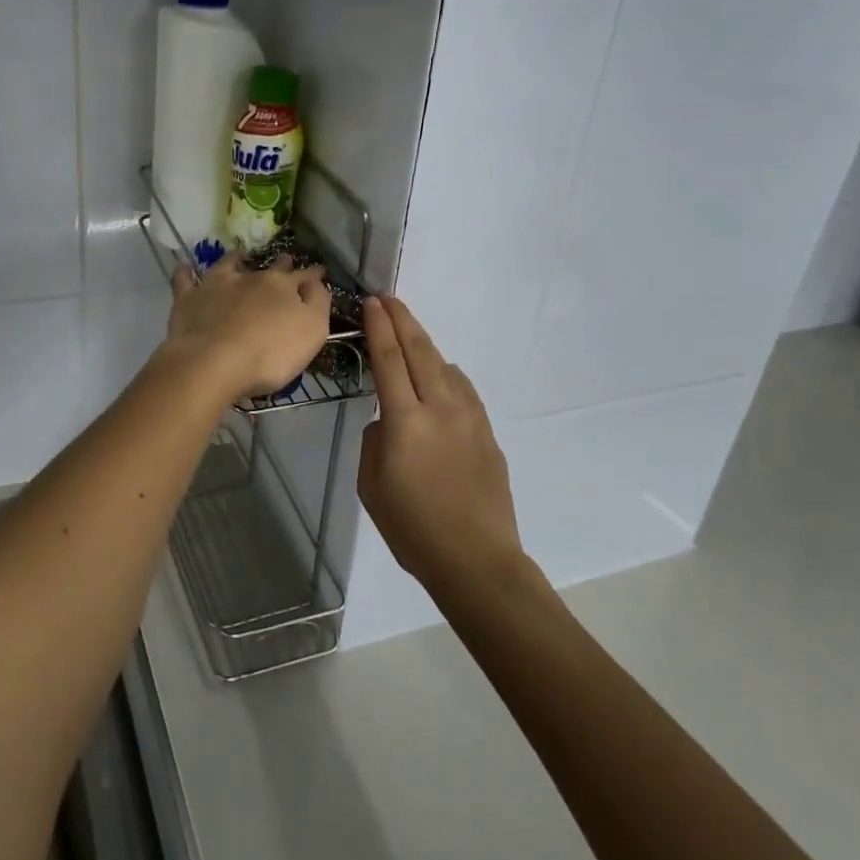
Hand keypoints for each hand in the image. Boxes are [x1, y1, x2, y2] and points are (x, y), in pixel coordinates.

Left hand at [163, 253, 330, 401]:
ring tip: (240, 254)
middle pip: (270, 268)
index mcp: (283, 287)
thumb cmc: (269, 354)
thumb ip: (317, 303)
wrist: (213, 362)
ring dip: (237, 258)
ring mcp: (217, 285)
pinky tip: (185, 266)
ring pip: (229, 264)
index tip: (319, 271)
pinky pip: (185, 279)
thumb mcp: (312, 331)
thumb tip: (315, 283)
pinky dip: (186, 272)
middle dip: (281, 264)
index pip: (304, 276)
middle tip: (284, 261)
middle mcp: (251, 278)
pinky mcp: (189, 299)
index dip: (313, 274)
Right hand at [359, 296, 522, 591]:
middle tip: (388, 298)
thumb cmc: (413, 528)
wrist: (477, 561)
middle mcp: (440, 408)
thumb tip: (388, 421)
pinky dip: (445, 371)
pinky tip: (440, 375)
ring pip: (445, 365)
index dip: (379, 327)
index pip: (389, 359)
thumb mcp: (371, 485)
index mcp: (405, 421)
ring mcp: (470, 418)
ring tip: (408, 333)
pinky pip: (463, 388)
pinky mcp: (487, 432)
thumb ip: (375, 440)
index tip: (372, 302)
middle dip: (402, 319)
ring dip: (424, 343)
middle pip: (420, 350)